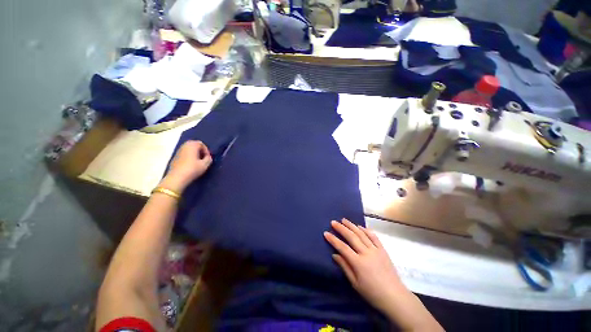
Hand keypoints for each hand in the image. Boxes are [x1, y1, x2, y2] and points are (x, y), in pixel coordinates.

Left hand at [161, 140, 211, 192]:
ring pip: (188, 149)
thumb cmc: (192, 169)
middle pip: (194, 144)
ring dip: (194, 153)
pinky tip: (191, 164)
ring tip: (198, 161)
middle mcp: (184, 146)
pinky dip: (189, 156)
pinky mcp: (175, 157)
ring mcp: (178, 151)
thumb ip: (209, 159)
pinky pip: (184, 153)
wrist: (177, 178)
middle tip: (204, 158)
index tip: (208, 157)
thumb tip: (208, 157)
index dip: (206, 150)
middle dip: (200, 150)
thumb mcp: (205, 165)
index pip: (201, 144)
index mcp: (192, 146)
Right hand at [324, 219, 405, 313]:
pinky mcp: (383, 250)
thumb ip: (345, 267)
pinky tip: (360, 226)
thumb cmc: (372, 293)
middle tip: (333, 222)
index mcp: (359, 263)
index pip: (343, 247)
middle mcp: (367, 253)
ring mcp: (376, 250)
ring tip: (344, 220)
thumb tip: (335, 255)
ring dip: (352, 225)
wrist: (394, 296)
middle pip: (352, 237)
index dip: (333, 240)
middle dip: (341, 228)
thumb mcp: (355, 283)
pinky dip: (366, 230)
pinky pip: (374, 237)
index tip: (326, 233)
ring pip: (361, 234)